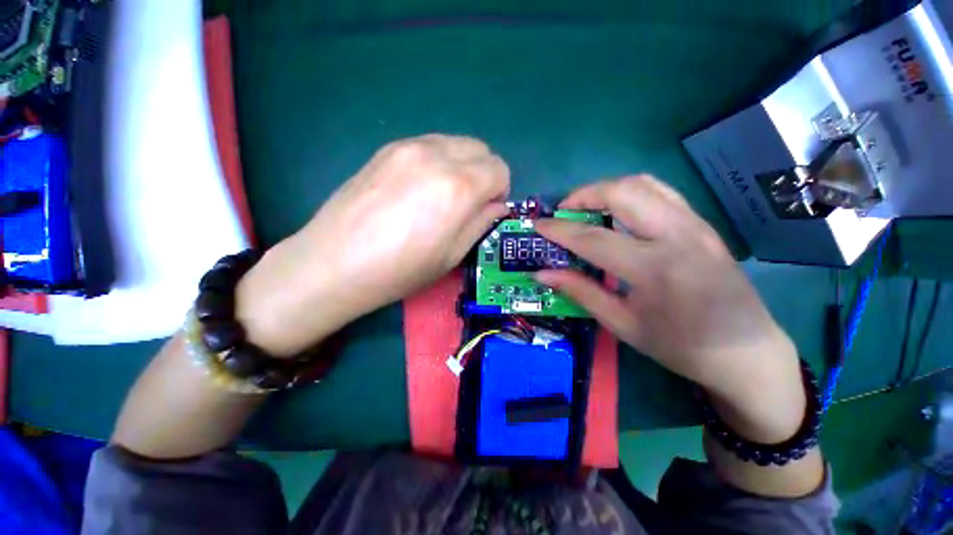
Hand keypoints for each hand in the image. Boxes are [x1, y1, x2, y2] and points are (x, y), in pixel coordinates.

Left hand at [236, 135, 509, 356]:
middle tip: (468, 203)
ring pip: (455, 143)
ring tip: (442, 195)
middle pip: (481, 149)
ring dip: (462, 165)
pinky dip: (438, 161)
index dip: (500, 191)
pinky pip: (429, 144)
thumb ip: (481, 223)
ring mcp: (408, 146)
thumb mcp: (452, 255)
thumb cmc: (400, 269)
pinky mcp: (386, 148)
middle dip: (484, 174)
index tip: (486, 210)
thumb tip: (496, 205)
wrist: (334, 263)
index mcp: (458, 187)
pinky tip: (419, 188)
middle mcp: (437, 156)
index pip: (500, 170)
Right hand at [534, 176, 803, 442]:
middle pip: (622, 192)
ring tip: (586, 208)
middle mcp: (677, 236)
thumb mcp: (622, 324)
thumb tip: (543, 274)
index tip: (537, 226)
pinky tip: (618, 212)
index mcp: (654, 269)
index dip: (559, 230)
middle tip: (563, 212)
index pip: (592, 239)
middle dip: (583, 195)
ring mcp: (695, 224)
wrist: (746, 351)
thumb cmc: (680, 346)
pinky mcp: (702, 223)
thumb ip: (580, 292)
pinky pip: (660, 192)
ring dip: (606, 189)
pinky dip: (630, 192)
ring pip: (643, 184)